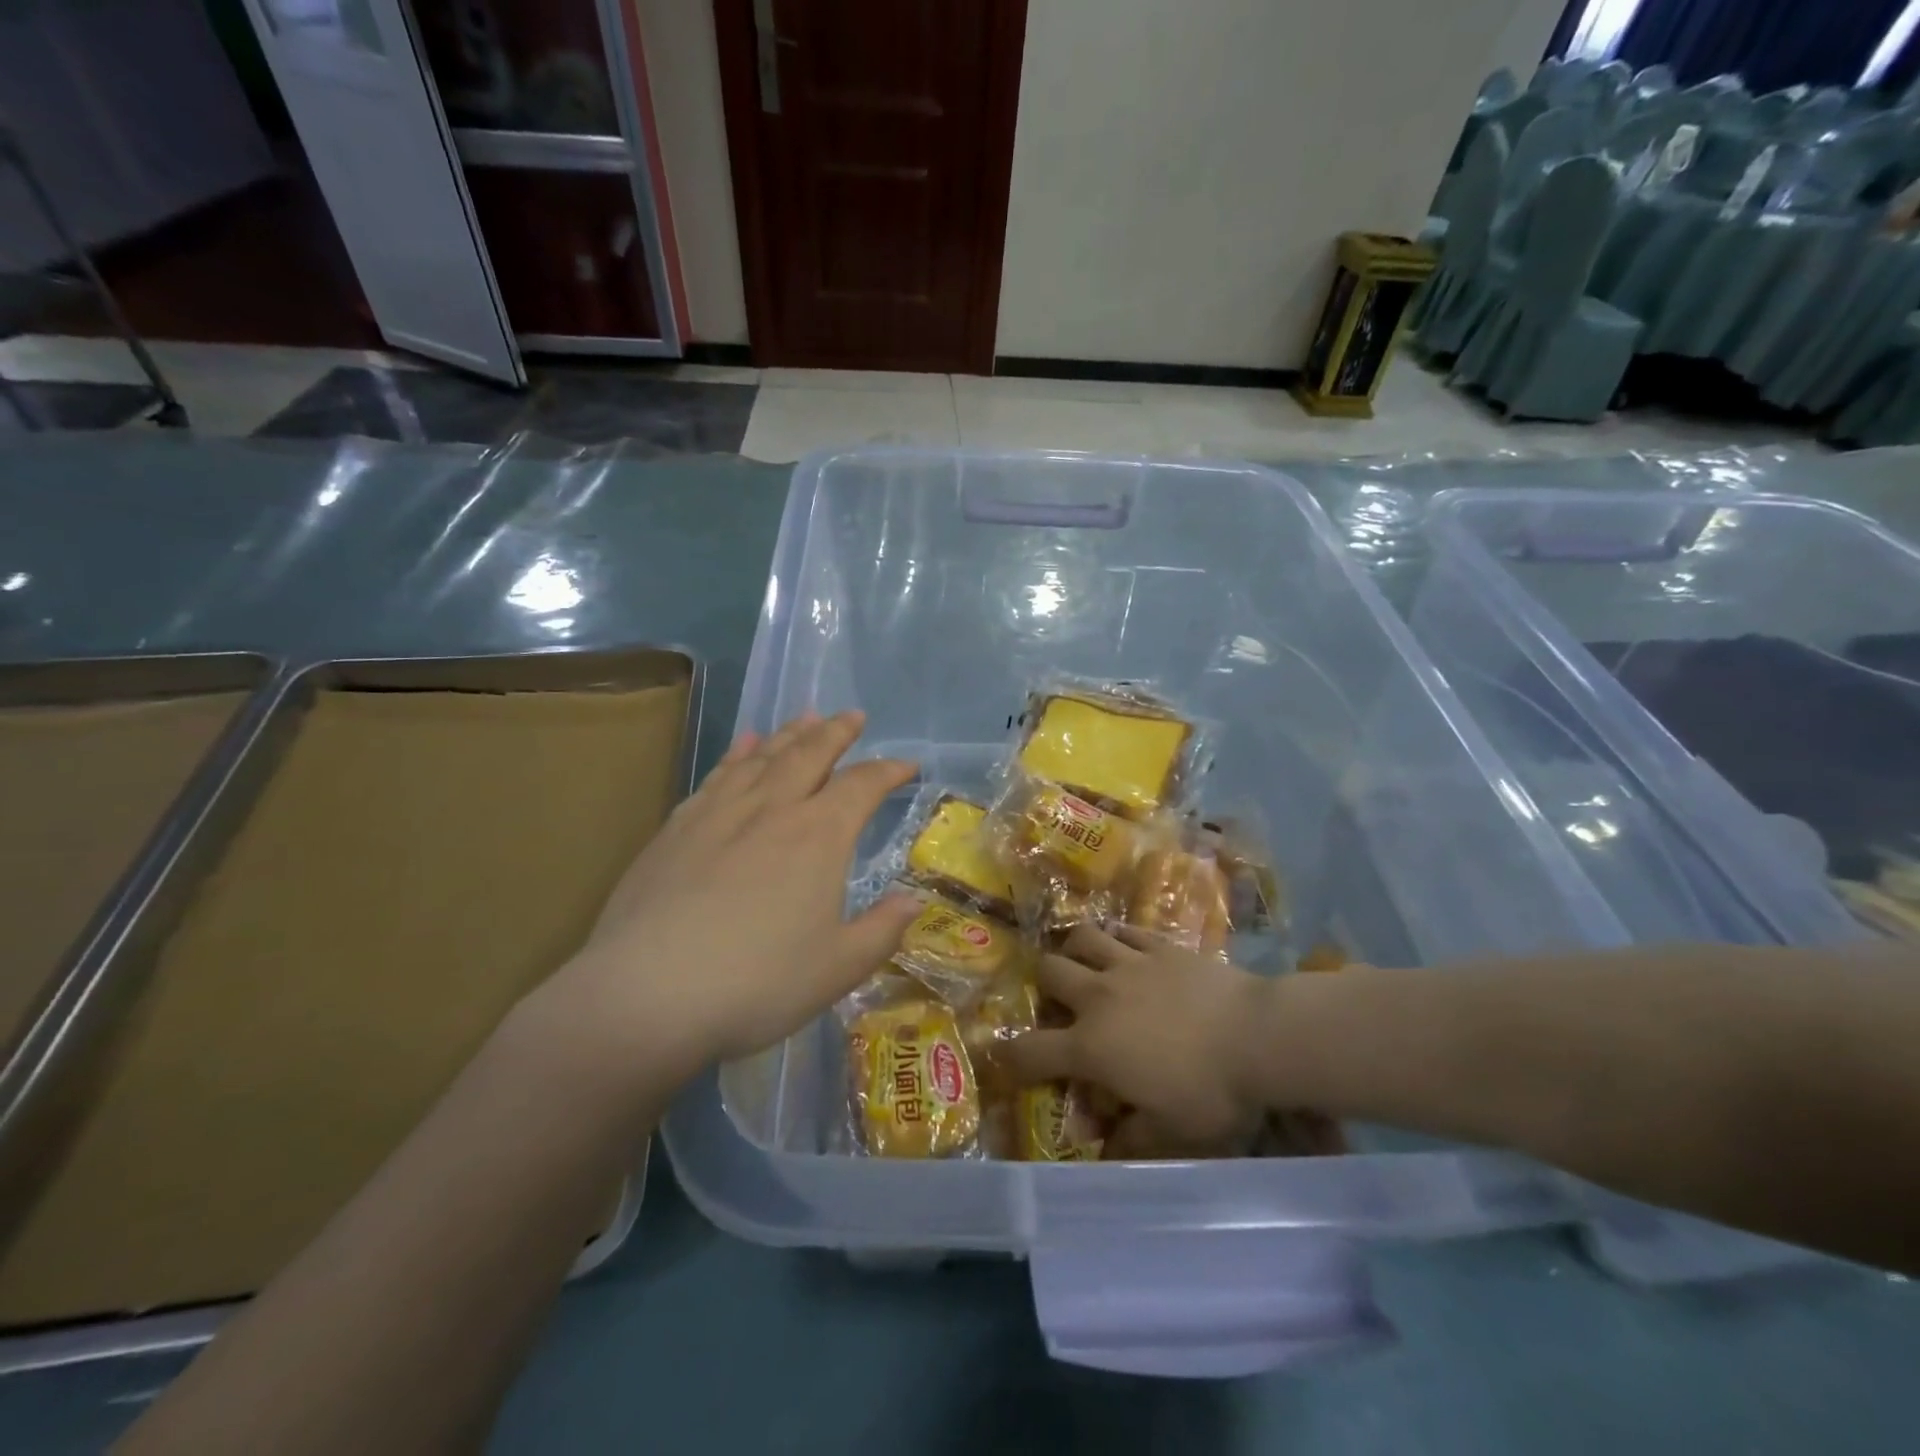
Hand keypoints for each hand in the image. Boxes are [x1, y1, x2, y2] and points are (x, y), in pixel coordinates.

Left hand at [542, 711, 919, 1082]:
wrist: (647, 993)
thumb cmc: (757, 983)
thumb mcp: (838, 968)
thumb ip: (882, 930)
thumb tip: (916, 900)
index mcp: (819, 836)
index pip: (862, 786)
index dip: (888, 771)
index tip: (907, 766)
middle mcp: (772, 809)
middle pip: (810, 753)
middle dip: (836, 732)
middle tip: (852, 716)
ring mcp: (720, 812)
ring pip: (763, 757)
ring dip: (790, 733)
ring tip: (806, 717)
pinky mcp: (678, 826)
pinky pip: (718, 774)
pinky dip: (738, 753)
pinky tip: (744, 744)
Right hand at [998, 925, 1277, 1157]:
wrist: (1258, 1036)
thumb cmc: (1211, 1091)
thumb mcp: (1171, 1133)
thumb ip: (1130, 1139)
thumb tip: (1104, 1148)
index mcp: (1091, 1046)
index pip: (1030, 1051)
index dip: (1009, 1059)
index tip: (1004, 1062)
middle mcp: (1098, 997)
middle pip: (1049, 972)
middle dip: (1044, 987)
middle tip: (1060, 1003)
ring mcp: (1129, 964)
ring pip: (1082, 939)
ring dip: (1075, 950)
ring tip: (1085, 964)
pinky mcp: (1160, 946)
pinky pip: (1126, 931)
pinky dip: (1118, 938)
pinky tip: (1126, 948)